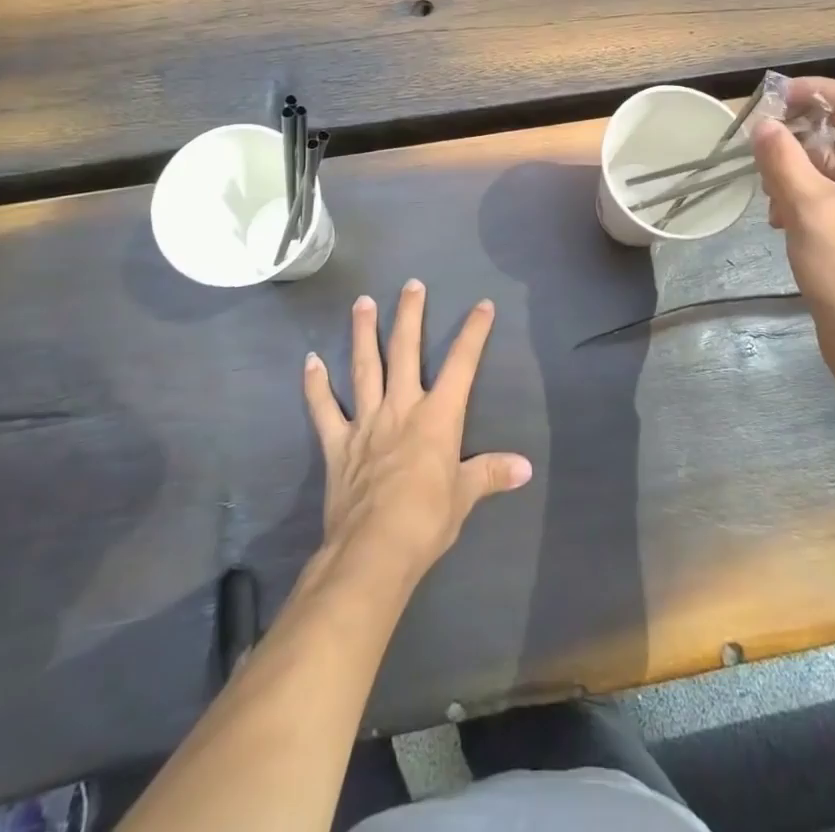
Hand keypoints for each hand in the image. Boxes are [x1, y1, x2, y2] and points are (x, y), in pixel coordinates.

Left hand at [303, 280, 532, 583]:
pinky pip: (324, 409)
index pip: (461, 365)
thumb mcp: (465, 497)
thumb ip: (491, 474)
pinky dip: (316, 386)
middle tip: (411, 285)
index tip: (482, 305)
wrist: (373, 550)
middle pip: (405, 351)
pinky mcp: (338, 444)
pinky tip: (310, 361)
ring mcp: (366, 422)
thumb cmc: (426, 521)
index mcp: (437, 416)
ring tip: (362, 302)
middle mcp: (401, 407)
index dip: (474, 333)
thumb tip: (525, 467)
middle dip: (410, 315)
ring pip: (364, 367)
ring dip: (363, 333)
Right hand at [751, 78, 834, 386]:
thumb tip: (763, 125)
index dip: (818, 91)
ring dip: (799, 174)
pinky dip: (808, 198)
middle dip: (801, 140)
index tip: (776, 97)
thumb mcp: (807, 206)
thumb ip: (782, 158)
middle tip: (762, 148)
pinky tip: (781, 221)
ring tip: (770, 199)